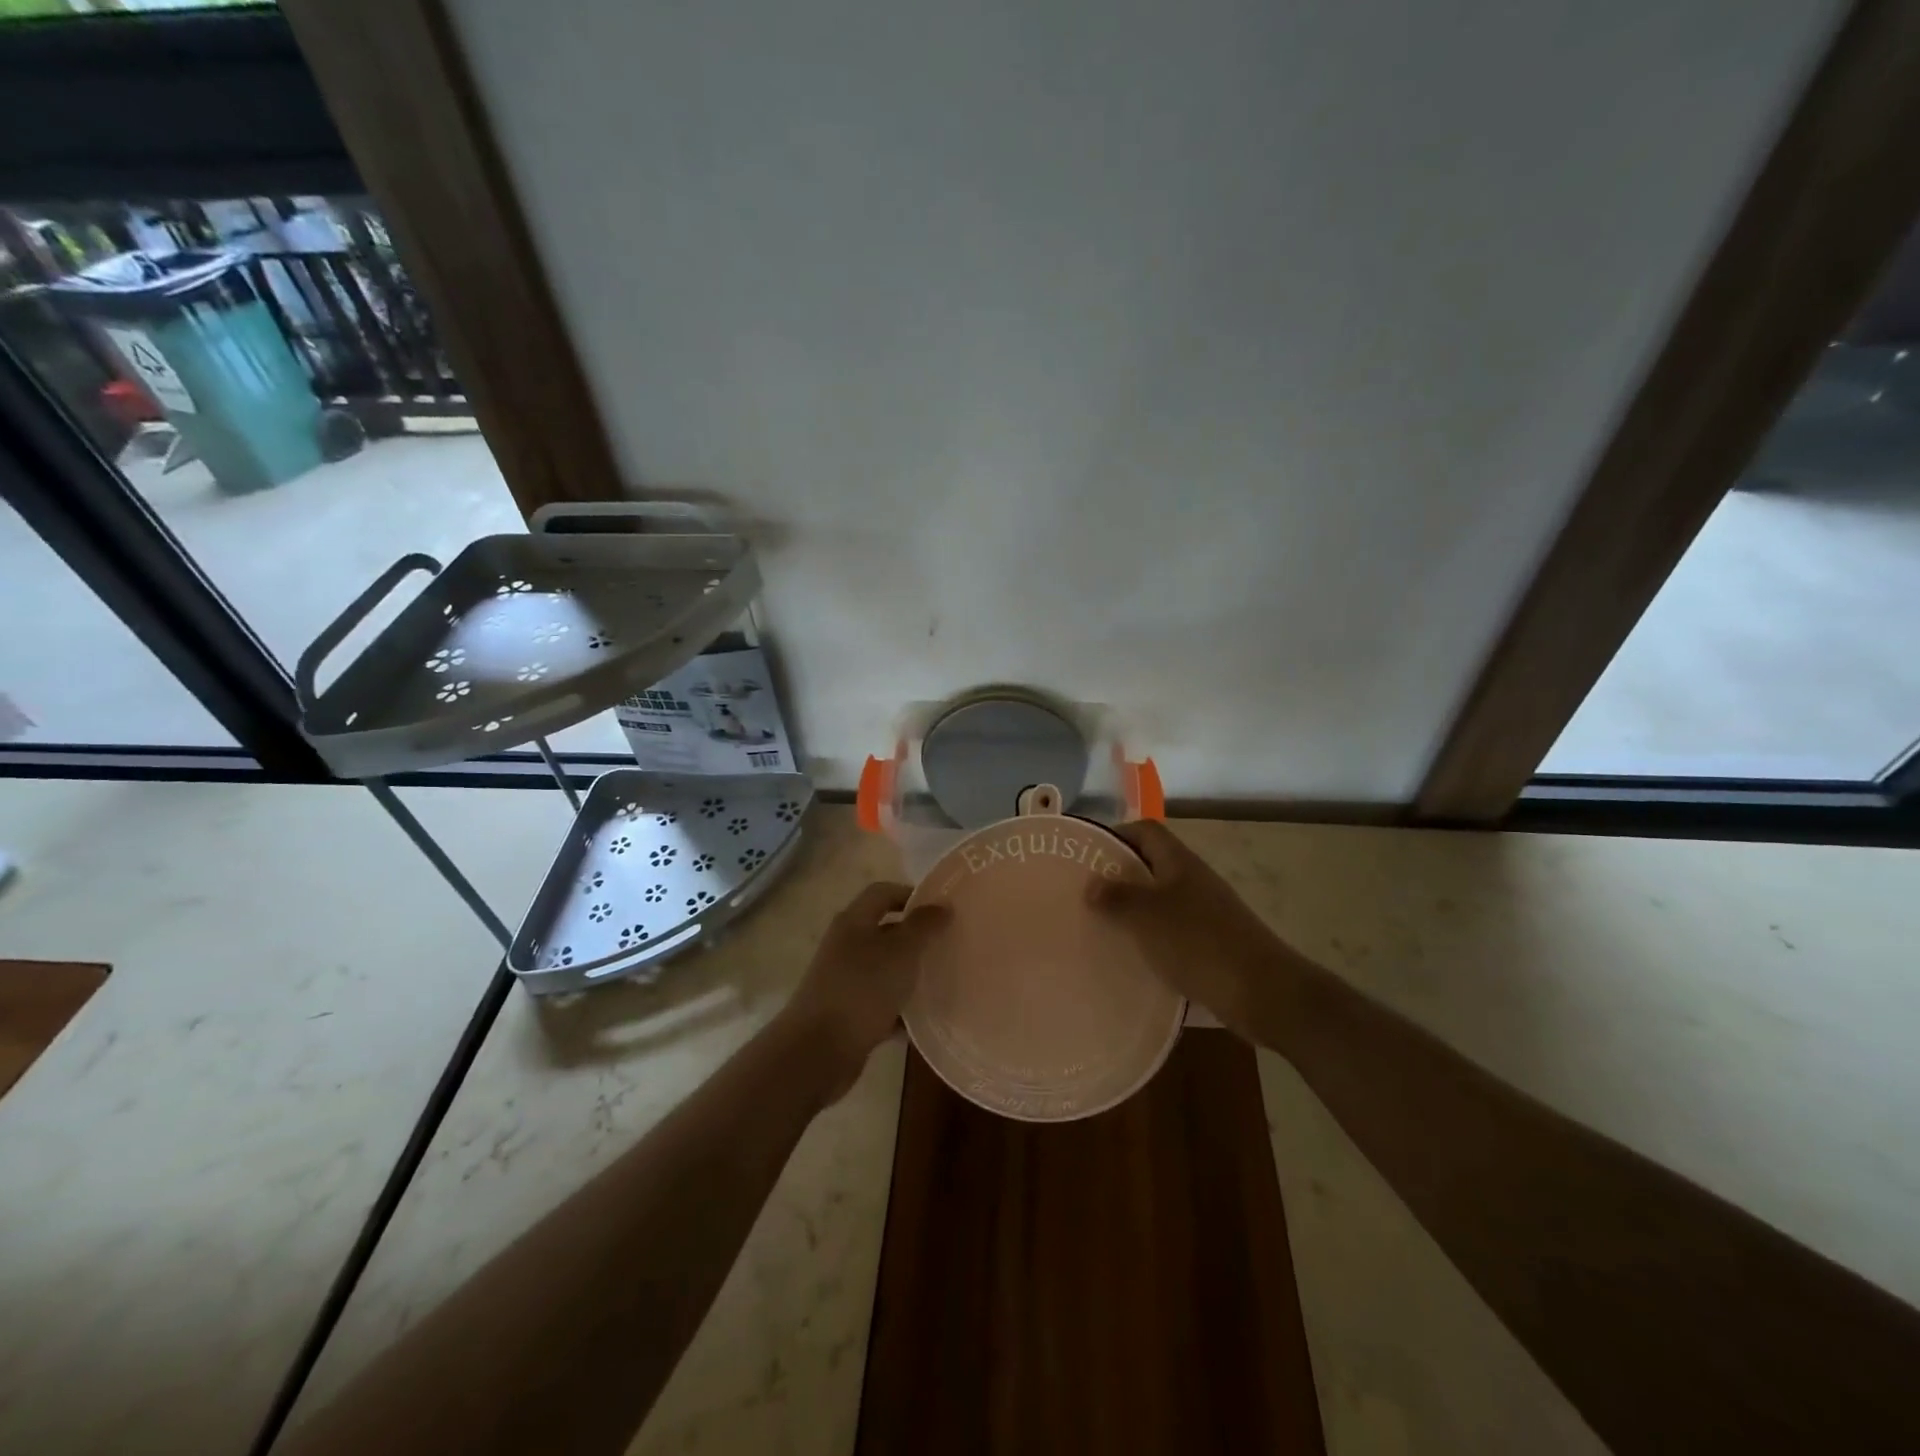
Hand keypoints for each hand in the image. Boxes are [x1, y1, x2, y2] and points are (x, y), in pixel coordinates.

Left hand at [780, 882, 949, 1099]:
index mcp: (853, 922)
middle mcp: (846, 946)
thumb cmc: (862, 989)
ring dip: (910, 974)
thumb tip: (942, 904)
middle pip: (885, 931)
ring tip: (944, 979)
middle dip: (916, 937)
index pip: (883, 893)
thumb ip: (923, 926)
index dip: (912, 895)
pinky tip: (925, 1018)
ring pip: (885, 969)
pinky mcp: (848, 1014)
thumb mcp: (901, 951)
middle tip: (949, 944)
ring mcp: (844, 981)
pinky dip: (901, 1008)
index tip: (942, 910)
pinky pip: (881, 1003)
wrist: (818, 1051)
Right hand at [1089, 820, 1299, 1037]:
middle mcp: (1193, 880)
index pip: (1145, 831)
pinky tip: (1131, 959)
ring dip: (1133, 912)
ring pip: (1159, 902)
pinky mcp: (1211, 944)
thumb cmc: (1199, 943)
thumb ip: (1117, 897)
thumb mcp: (1148, 915)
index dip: (1116, 836)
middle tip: (1085, 896)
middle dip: (1118, 878)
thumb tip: (1091, 884)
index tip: (1086, 857)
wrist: (1263, 992)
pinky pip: (1171, 933)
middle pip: (1151, 866)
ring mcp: (1205, 913)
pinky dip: (1150, 940)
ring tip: (1100, 928)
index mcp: (1179, 862)